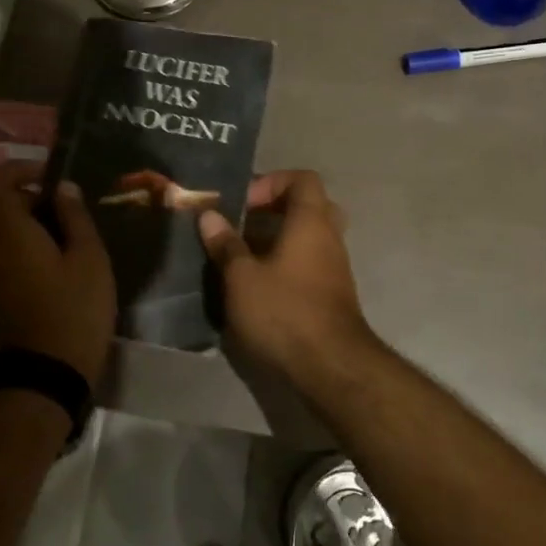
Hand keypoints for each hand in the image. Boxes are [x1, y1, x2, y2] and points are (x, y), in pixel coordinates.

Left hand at [0, 162, 115, 384]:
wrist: (44, 373)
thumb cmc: (74, 310)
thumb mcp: (89, 258)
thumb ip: (74, 216)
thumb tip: (63, 187)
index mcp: (4, 228)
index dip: (19, 168)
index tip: (48, 177)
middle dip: (6, 189)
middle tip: (43, 200)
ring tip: (37, 227)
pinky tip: (25, 254)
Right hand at [197, 171, 375, 386]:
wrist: (330, 366)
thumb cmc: (284, 311)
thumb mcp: (242, 277)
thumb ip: (226, 244)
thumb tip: (209, 215)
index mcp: (311, 221)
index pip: (303, 179)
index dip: (271, 182)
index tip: (243, 203)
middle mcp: (329, 237)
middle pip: (308, 205)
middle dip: (274, 210)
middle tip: (244, 223)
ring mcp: (335, 266)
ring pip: (309, 236)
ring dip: (278, 239)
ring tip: (243, 255)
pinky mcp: (332, 293)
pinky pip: (310, 262)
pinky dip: (287, 263)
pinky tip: (259, 284)